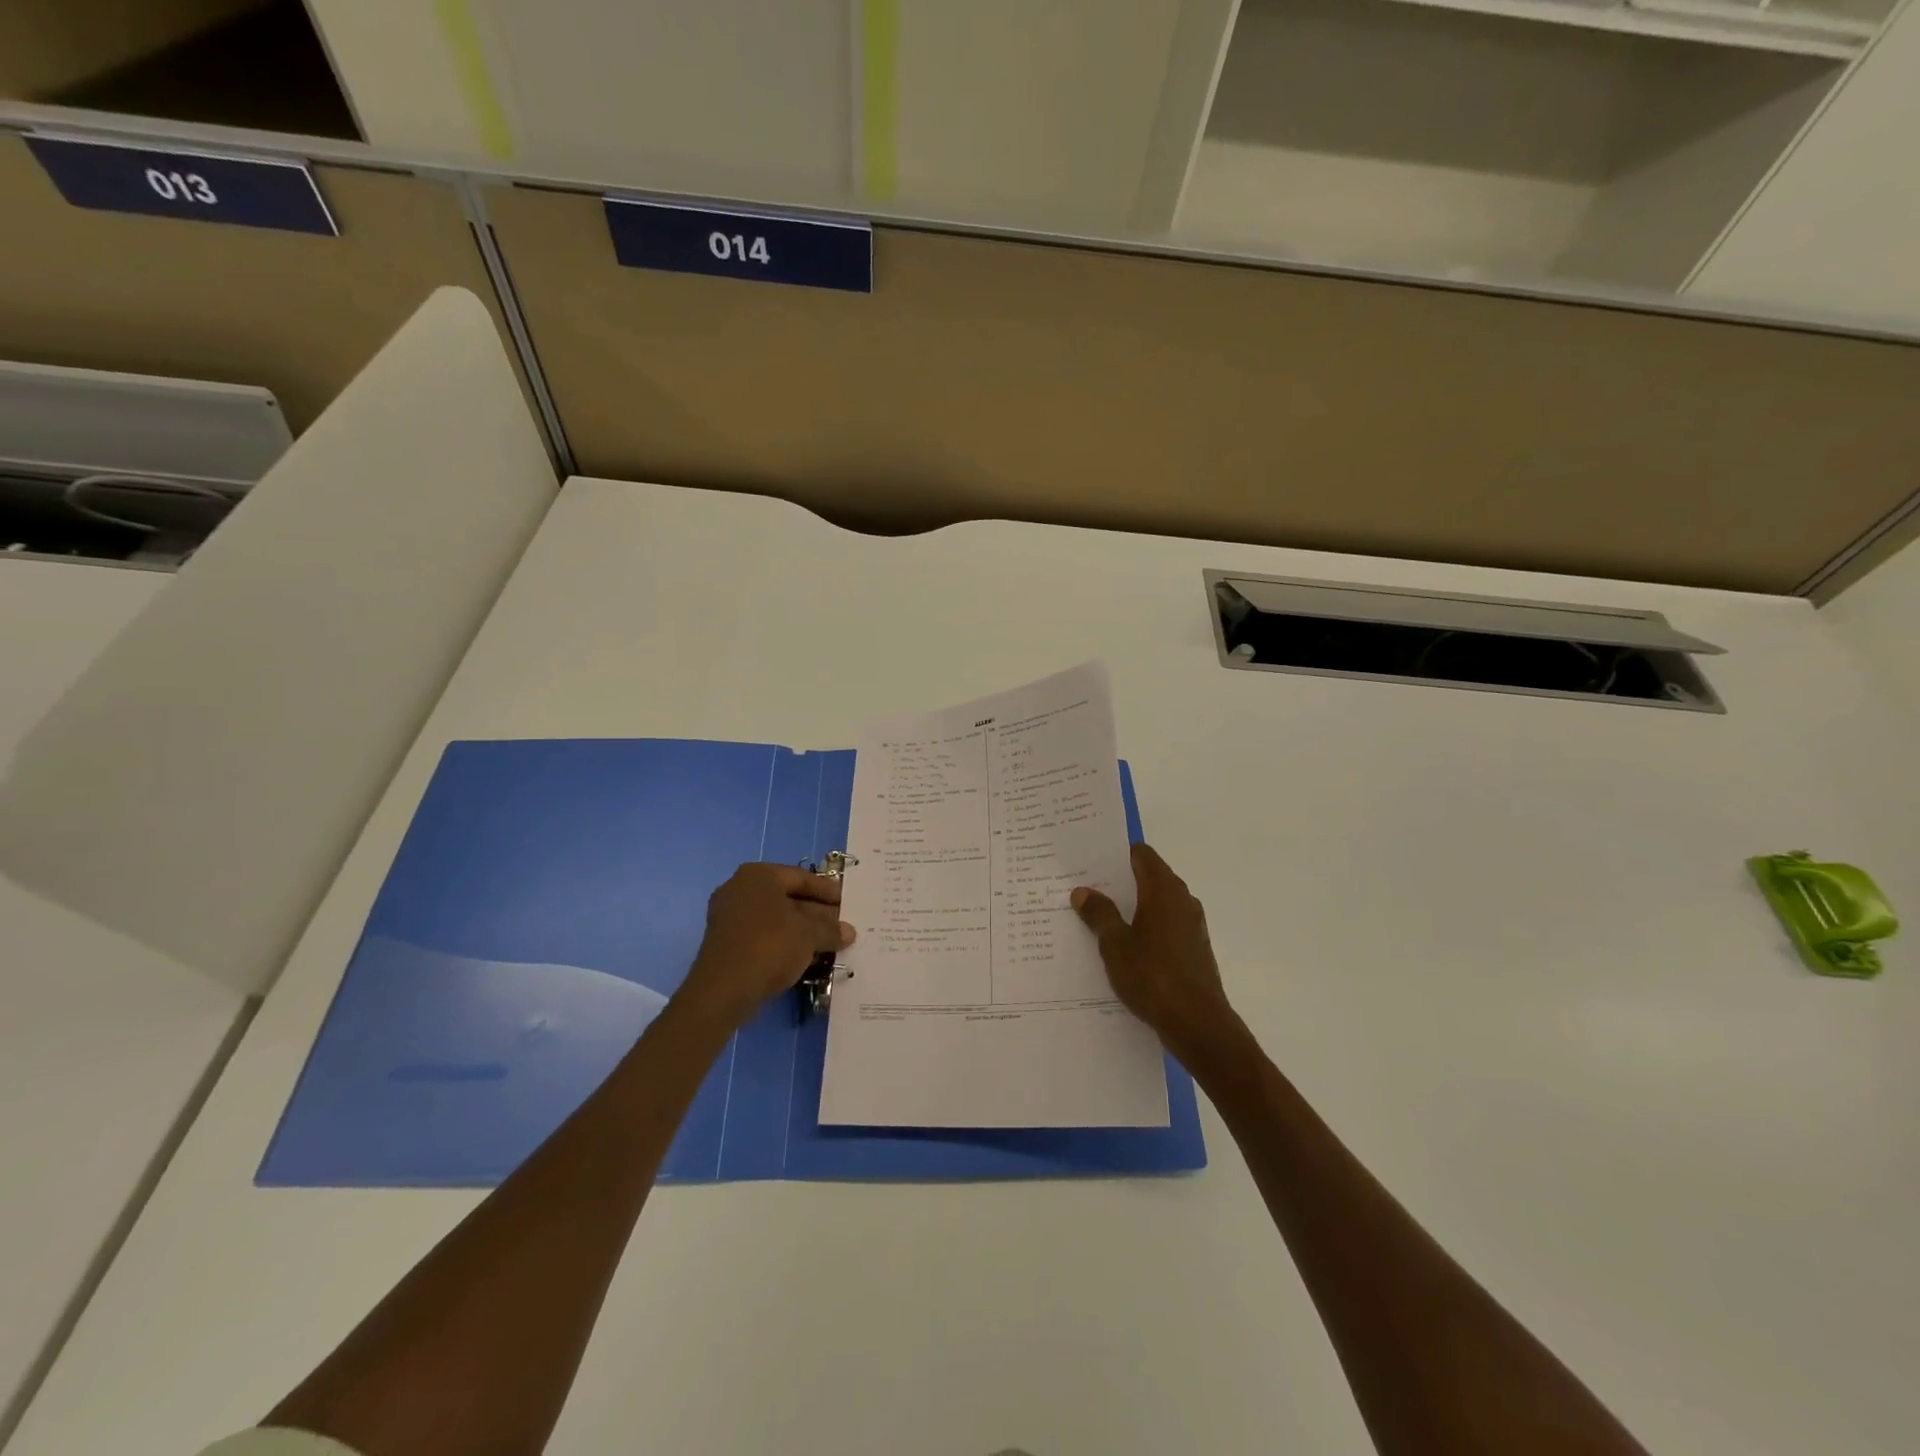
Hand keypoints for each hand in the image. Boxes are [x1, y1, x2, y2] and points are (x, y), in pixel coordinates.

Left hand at [679, 864, 854, 1025]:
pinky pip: (762, 934)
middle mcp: (740, 888)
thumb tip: (849, 932)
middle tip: (841, 924)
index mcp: (759, 875)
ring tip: (828, 942)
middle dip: (816, 912)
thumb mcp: (809, 935)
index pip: (801, 877)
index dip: (828, 891)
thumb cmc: (770, 946)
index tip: (847, 902)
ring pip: (775, 918)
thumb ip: (831, 929)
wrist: (723, 990)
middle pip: (788, 897)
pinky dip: (784, 941)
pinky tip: (804, 955)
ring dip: (802, 929)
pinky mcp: (725, 942)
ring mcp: (729, 915)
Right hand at [1072, 843, 1242, 1065]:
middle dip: (1118, 881)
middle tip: (1084, 888)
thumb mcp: (1115, 945)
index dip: (1116, 854)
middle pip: (1148, 878)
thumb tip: (1083, 891)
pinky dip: (1144, 928)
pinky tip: (1122, 947)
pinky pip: (1164, 927)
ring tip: (1096, 917)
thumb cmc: (1153, 977)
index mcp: (1164, 890)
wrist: (1198, 1025)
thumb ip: (1099, 914)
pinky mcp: (1193, 949)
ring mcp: (1191, 926)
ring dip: (1130, 907)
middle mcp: (1182, 900)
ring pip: (1155, 904)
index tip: (1089, 860)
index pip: (1141, 855)